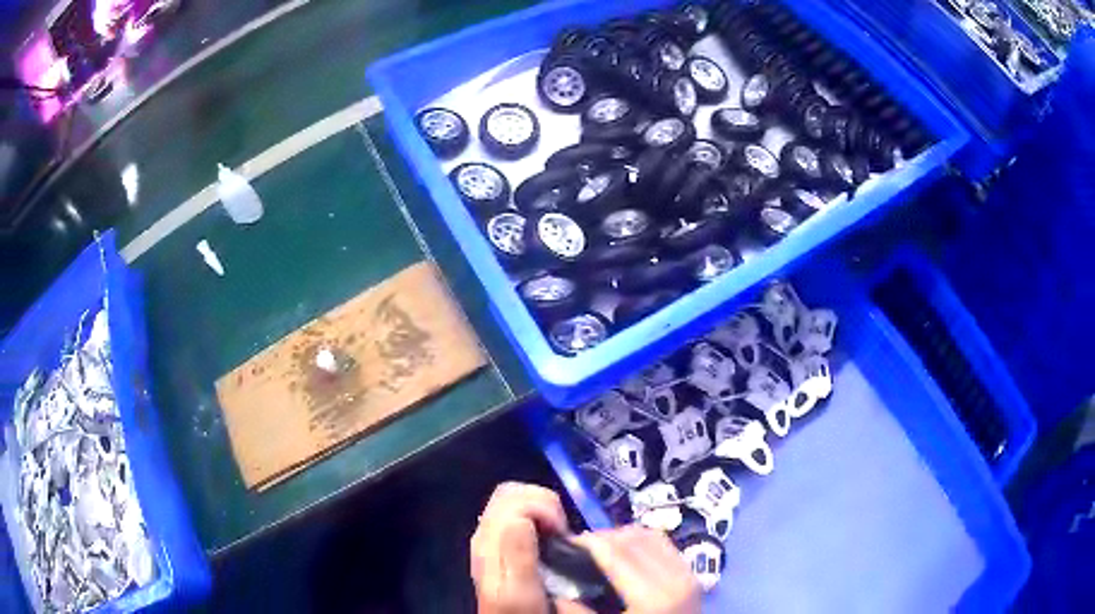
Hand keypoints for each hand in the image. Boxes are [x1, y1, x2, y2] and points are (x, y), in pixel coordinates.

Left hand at [471, 482, 567, 613]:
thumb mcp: (520, 590)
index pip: (511, 497)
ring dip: (542, 508)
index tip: (561, 532)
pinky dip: (539, 516)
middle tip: (561, 530)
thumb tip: (522, 517)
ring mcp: (492, 536)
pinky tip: (549, 538)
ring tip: (558, 534)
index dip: (542, 506)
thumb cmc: (518, 611)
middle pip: (511, 492)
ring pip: (514, 499)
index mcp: (488, 540)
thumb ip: (518, 553)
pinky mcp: (501, 542)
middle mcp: (486, 531)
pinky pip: (518, 513)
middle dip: (543, 502)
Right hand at [563, 526, 700, 613]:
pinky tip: (625, 557)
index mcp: (653, 597)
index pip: (616, 552)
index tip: (562, 544)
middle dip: (602, 538)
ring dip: (623, 537)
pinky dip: (641, 543)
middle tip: (577, 549)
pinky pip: (665, 546)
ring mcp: (688, 575)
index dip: (587, 543)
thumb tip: (554, 593)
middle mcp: (675, 578)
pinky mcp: (693, 576)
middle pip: (634, 538)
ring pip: (651, 536)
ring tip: (600, 551)